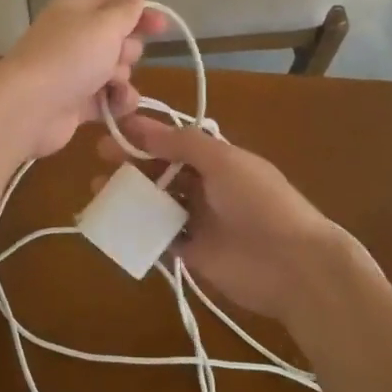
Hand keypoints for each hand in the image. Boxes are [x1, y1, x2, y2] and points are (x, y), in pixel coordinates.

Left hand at [0, 0, 163, 161]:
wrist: (29, 108)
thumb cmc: (70, 57)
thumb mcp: (104, 25)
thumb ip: (125, 10)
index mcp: (76, 12)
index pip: (115, 5)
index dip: (140, 14)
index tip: (163, 26)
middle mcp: (74, 39)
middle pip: (118, 40)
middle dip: (128, 50)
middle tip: (118, 57)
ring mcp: (74, 72)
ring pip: (117, 71)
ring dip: (123, 79)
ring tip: (112, 85)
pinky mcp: (76, 103)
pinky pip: (108, 98)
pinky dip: (116, 102)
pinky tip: (116, 106)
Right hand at [97, 115, 343, 323]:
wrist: (292, 264)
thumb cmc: (259, 201)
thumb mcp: (224, 161)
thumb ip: (183, 143)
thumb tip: (143, 127)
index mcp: (218, 160)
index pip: (175, 141)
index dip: (145, 134)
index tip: (113, 128)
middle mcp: (207, 186)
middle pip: (162, 170)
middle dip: (132, 163)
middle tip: (101, 159)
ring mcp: (200, 220)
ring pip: (157, 202)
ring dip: (131, 195)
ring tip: (99, 191)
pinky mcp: (193, 253)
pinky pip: (160, 237)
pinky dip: (139, 230)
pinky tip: (115, 223)